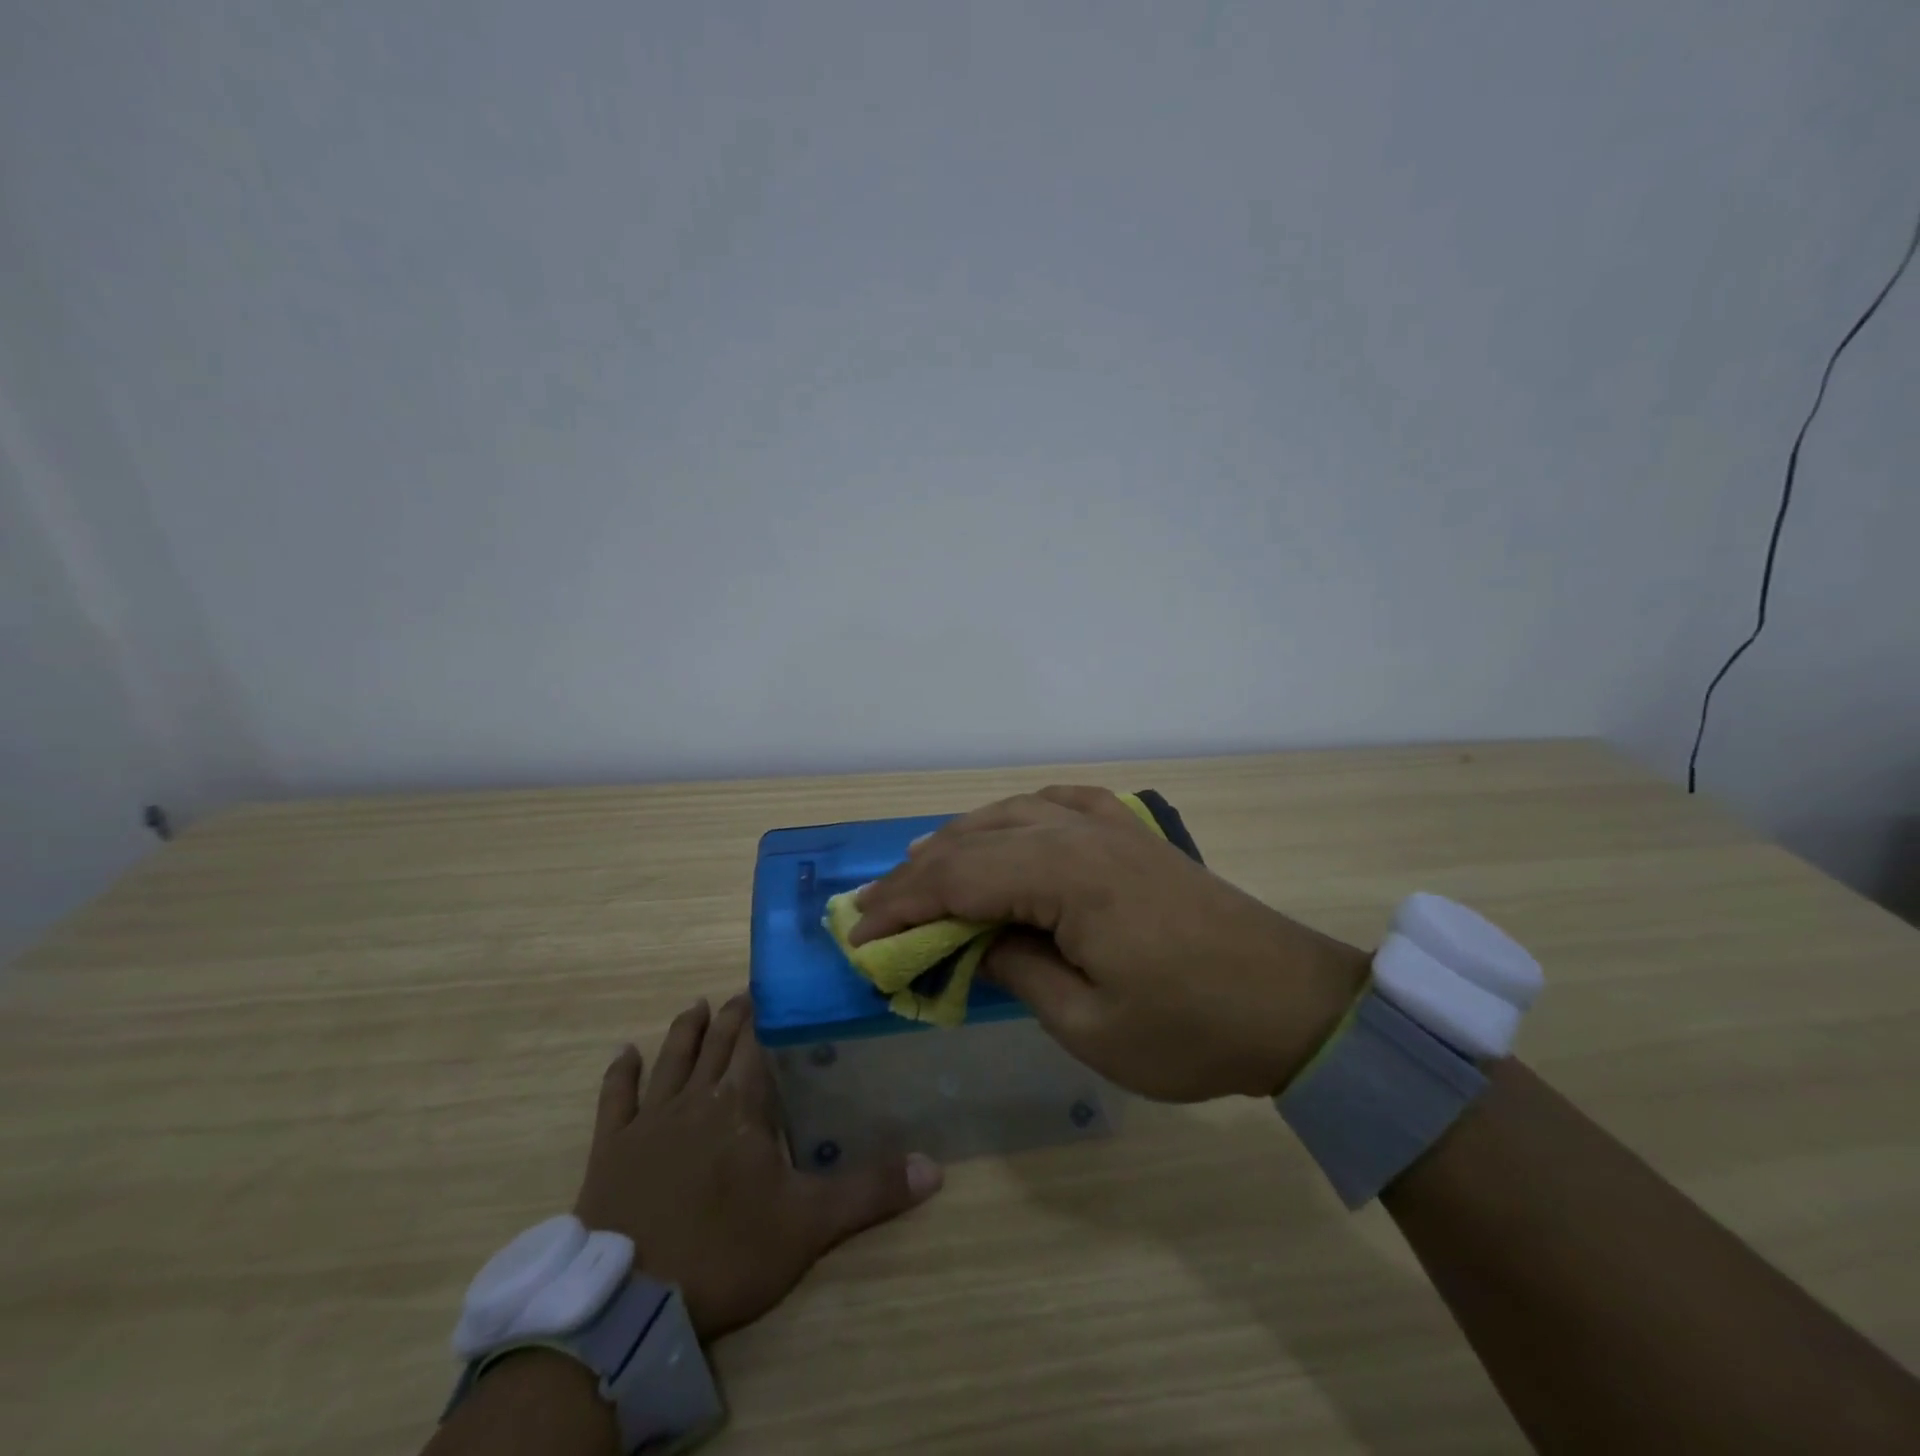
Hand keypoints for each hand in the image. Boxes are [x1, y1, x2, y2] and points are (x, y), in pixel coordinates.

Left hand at [573, 994, 942, 1340]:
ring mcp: (649, 1121)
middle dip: (732, 1017)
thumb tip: (935, 1167)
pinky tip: (624, 1052)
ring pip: (671, 1060)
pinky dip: (620, 1073)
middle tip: (742, 994)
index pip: (758, 1046)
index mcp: (742, 1105)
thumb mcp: (809, 1226)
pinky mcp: (611, 1149)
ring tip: (696, 1006)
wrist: (630, 1303)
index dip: (766, 1017)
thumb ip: (870, 1191)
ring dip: (685, 1031)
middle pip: (717, 1045)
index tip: (773, 991)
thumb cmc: (725, 1253)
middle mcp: (696, 1098)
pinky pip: (616, 1099)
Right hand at [852, 787, 1368, 1101]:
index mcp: (1067, 876)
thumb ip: (1019, 972)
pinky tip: (1005, 827)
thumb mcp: (1091, 1025)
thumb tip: (976, 942)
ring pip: (1011, 813)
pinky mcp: (1131, 834)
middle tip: (875, 909)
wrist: (1295, 1004)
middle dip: (917, 875)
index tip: (859, 935)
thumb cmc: (1192, 1028)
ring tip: (920, 868)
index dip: (901, 905)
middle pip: (975, 840)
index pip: (958, 879)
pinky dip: (1015, 814)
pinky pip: (1058, 803)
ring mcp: (1110, 826)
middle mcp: (1080, 832)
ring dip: (959, 841)